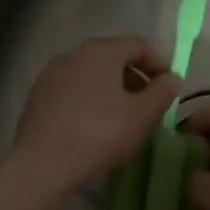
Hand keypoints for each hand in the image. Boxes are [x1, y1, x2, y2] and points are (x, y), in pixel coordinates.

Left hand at [10, 37, 181, 194]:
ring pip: (91, 75)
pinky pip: (72, 91)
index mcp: (101, 51)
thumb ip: (162, 92)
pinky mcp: (37, 97)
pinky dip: (88, 101)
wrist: (41, 164)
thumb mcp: (142, 115)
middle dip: (135, 79)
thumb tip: (171, 78)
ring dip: (111, 91)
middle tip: (147, 106)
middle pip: (113, 58)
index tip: (168, 89)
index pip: (139, 45)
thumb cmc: (100, 133)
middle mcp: (74, 54)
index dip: (159, 64)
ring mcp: (51, 75)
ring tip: (121, 119)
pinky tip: (92, 128)